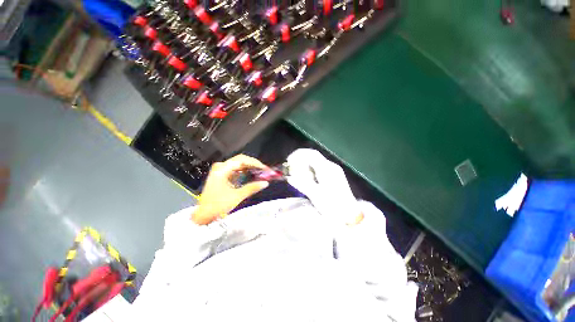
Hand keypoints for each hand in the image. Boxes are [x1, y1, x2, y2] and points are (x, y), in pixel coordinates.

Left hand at [192, 154, 269, 224]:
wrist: (203, 215)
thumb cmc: (218, 205)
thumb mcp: (237, 196)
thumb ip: (252, 187)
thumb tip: (266, 183)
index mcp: (222, 169)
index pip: (242, 160)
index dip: (255, 163)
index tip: (265, 169)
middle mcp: (221, 167)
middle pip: (241, 160)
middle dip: (254, 165)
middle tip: (264, 171)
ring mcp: (220, 170)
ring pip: (239, 164)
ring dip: (250, 168)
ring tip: (260, 173)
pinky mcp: (221, 175)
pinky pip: (235, 169)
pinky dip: (244, 172)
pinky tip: (251, 175)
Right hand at [286, 149, 362, 224]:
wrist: (350, 215)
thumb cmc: (333, 206)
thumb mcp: (316, 196)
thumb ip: (302, 184)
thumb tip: (290, 177)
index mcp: (327, 169)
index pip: (311, 154)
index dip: (298, 155)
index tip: (289, 162)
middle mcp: (331, 166)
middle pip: (313, 157)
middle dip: (300, 161)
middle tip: (292, 171)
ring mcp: (333, 170)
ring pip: (315, 162)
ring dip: (305, 167)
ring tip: (299, 177)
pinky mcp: (334, 175)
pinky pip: (319, 168)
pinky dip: (310, 171)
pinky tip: (308, 180)